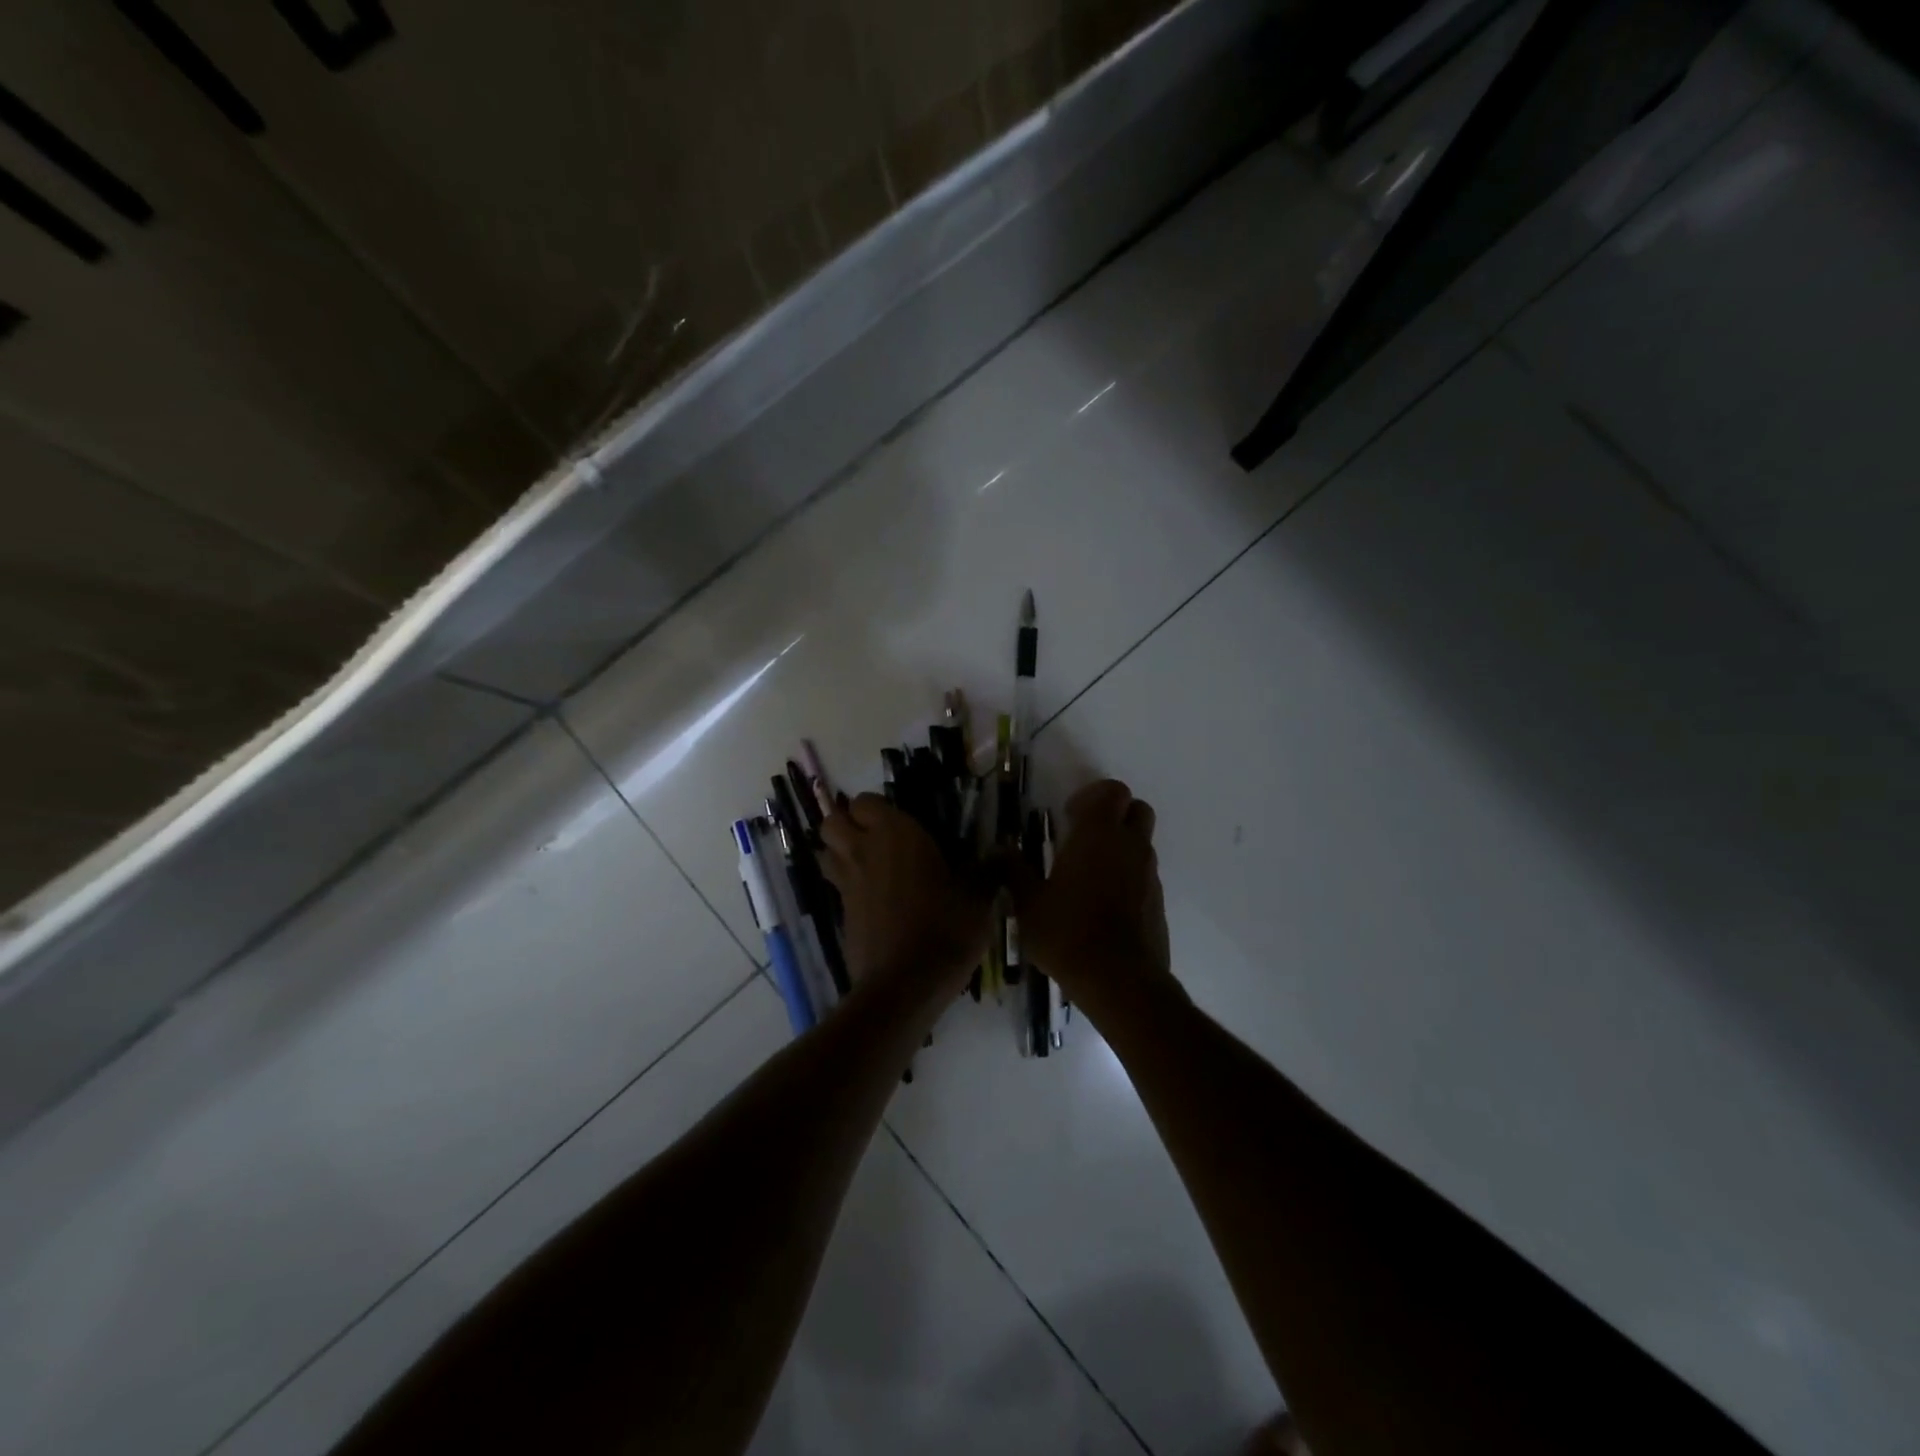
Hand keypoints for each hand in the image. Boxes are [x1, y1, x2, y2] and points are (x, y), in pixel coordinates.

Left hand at [820, 794, 991, 996]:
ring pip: (826, 853)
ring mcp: (847, 884)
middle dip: (846, 824)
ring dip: (840, 852)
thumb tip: (1001, 854)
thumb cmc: (945, 929)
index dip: (877, 809)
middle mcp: (864, 851)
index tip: (901, 822)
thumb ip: (985, 872)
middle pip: (832, 822)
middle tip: (876, 838)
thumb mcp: (978, 899)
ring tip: (870, 865)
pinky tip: (876, 901)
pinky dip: (849, 886)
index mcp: (895, 834)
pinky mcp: (841, 914)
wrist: (905, 985)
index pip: (865, 801)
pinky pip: (837, 886)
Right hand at [1006, 779, 1178, 1025]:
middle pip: (1137, 809)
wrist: (1119, 980)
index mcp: (1098, 835)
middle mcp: (1130, 846)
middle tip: (1085, 836)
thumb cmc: (1067, 932)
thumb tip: (997, 850)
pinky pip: (1145, 873)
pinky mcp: (1158, 901)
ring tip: (1090, 874)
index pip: (1112, 791)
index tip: (1069, 816)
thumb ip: (1013, 871)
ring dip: (1121, 846)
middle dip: (1114, 814)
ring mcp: (1149, 873)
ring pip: (1142, 842)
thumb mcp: (1028, 903)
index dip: (1092, 796)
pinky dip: (1128, 875)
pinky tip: (1104, 903)